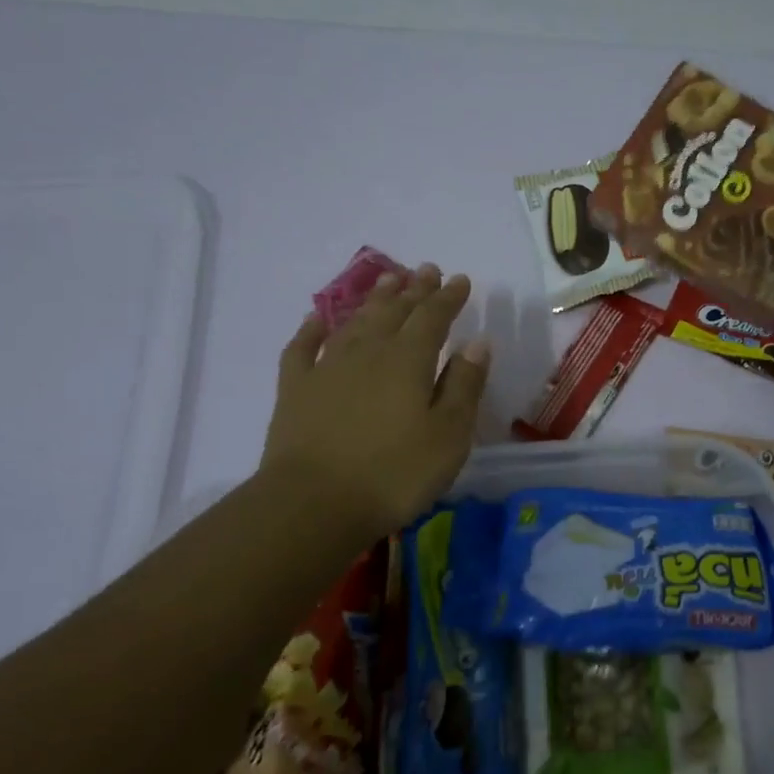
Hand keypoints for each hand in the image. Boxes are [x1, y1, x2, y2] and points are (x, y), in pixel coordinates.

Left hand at [260, 265, 490, 540]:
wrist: (313, 504)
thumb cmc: (394, 473)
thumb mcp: (448, 435)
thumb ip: (464, 385)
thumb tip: (478, 341)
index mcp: (409, 360)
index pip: (433, 317)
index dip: (448, 297)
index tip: (461, 280)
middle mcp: (369, 352)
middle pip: (394, 311)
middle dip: (414, 289)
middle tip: (426, 269)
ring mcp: (327, 368)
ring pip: (355, 321)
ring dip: (374, 299)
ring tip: (388, 280)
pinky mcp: (296, 390)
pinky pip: (303, 348)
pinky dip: (311, 330)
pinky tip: (317, 319)